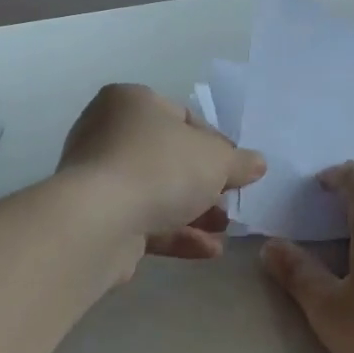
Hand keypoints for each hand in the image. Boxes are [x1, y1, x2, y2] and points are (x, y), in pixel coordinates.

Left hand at [57, 83, 265, 264]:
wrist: (100, 220)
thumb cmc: (161, 168)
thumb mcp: (216, 159)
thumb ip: (240, 161)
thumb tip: (257, 164)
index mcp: (131, 102)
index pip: (182, 118)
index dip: (216, 144)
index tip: (236, 169)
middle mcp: (108, 132)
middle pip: (168, 157)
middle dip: (204, 184)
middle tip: (229, 202)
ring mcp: (98, 176)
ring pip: (155, 191)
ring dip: (193, 212)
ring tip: (224, 230)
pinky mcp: (96, 216)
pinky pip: (142, 219)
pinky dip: (174, 233)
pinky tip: (208, 251)